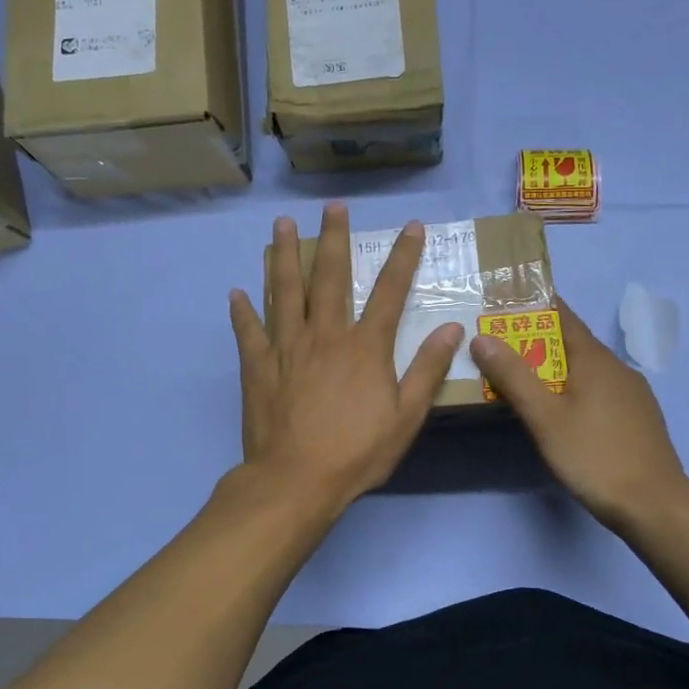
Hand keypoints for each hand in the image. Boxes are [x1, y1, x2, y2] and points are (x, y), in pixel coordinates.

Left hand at [229, 203, 463, 512]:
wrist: (296, 480)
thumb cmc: (357, 452)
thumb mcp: (406, 417)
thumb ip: (427, 369)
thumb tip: (452, 328)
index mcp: (364, 347)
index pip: (389, 291)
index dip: (403, 257)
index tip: (411, 227)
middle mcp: (325, 335)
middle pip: (329, 277)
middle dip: (333, 239)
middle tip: (332, 207)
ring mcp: (286, 347)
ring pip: (284, 291)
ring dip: (282, 256)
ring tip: (280, 225)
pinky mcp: (257, 366)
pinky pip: (248, 331)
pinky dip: (243, 310)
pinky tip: (236, 292)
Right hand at [471, 298, 688, 532]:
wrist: (655, 505)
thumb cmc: (595, 456)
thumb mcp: (545, 417)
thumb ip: (513, 376)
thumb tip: (482, 337)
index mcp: (595, 358)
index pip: (562, 315)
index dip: (533, 305)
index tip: (502, 304)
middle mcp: (617, 367)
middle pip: (571, 343)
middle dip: (536, 341)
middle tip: (498, 347)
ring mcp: (632, 393)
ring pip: (586, 369)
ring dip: (554, 368)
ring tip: (521, 379)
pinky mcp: (637, 417)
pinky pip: (599, 390)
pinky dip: (574, 389)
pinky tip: (561, 411)